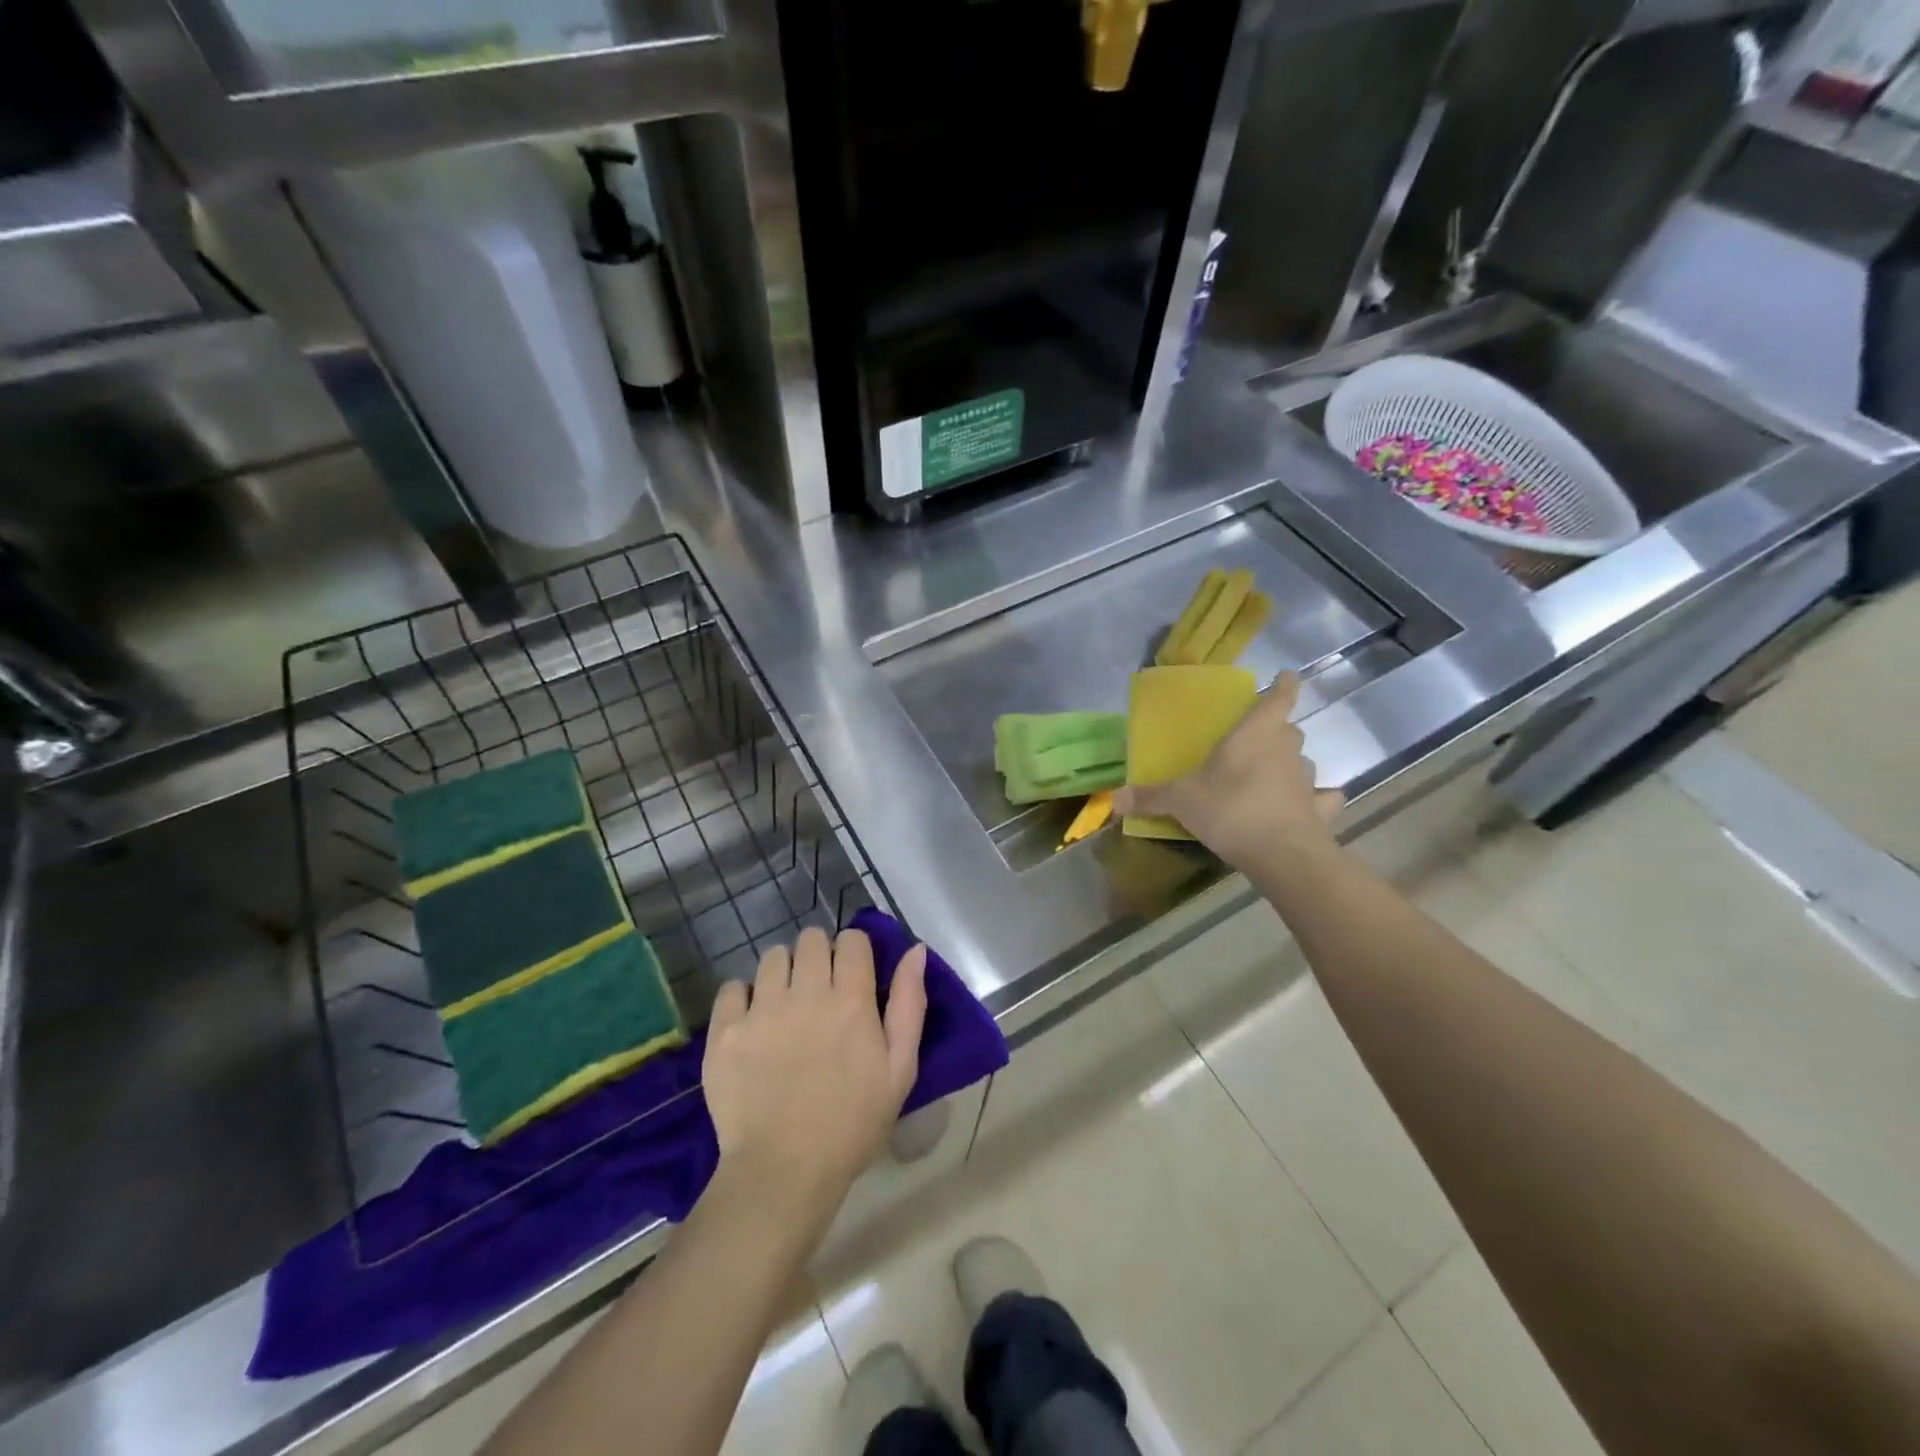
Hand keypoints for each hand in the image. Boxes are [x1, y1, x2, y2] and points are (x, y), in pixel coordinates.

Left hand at [702, 927, 927, 1219]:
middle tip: (820, 990)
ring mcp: (761, 1010)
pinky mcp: (726, 1031)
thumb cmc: (852, 1124)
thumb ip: (910, 1004)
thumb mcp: (900, 1069)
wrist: (784, 1173)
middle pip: (811, 938)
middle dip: (819, 955)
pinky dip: (744, 997)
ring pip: (773, 957)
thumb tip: (914, 950)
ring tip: (786, 1004)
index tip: (854, 976)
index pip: (852, 940)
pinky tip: (753, 1022)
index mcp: (851, 1000)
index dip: (854, 951)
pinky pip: (733, 987)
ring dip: (784, 971)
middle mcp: (806, 993)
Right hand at [1115, 672, 1343, 872]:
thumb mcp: (1181, 801)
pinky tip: (1308, 807)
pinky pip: (1322, 799)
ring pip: (1302, 763)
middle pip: (1289, 730)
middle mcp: (1286, 750)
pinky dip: (1317, 801)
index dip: (1284, 684)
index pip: (1278, 697)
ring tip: (1270, 779)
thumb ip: (1151, 796)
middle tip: (1256, 741)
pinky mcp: (1320, 810)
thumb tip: (1114, 799)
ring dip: (1289, 766)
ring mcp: (1307, 779)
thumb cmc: (1230, 809)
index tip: (1286, 675)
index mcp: (1255, 734)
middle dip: (1276, 732)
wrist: (1282, 854)